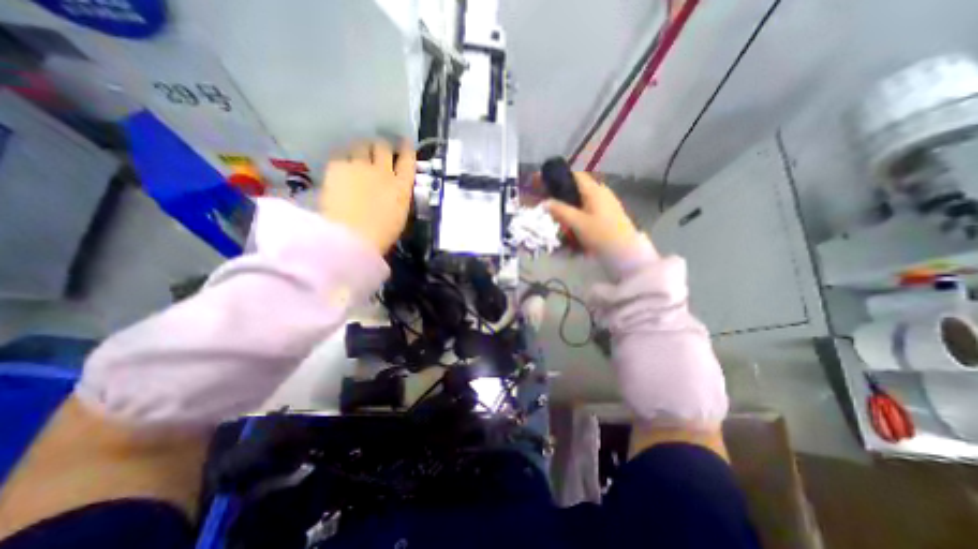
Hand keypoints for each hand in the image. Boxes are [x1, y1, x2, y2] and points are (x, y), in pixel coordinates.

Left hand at [321, 139, 414, 253]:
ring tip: (359, 153)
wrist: (352, 237)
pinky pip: (341, 154)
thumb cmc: (381, 235)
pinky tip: (342, 165)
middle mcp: (383, 171)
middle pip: (384, 146)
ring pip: (362, 145)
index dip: (407, 149)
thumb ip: (399, 197)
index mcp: (401, 186)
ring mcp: (359, 166)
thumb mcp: (400, 216)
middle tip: (378, 149)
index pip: (408, 159)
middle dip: (382, 146)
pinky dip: (344, 157)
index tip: (405, 143)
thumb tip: (396, 189)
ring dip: (363, 148)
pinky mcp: (337, 167)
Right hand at [547, 171, 638, 252]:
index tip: (543, 183)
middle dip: (561, 194)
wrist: (625, 252)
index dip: (557, 177)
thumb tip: (545, 202)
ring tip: (556, 216)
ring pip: (582, 200)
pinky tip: (571, 225)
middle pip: (577, 188)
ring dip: (569, 205)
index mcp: (594, 190)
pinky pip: (588, 210)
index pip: (574, 175)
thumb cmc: (601, 234)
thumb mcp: (577, 223)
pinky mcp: (608, 215)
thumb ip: (560, 210)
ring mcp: (606, 204)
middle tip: (547, 203)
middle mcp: (601, 192)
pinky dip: (577, 213)